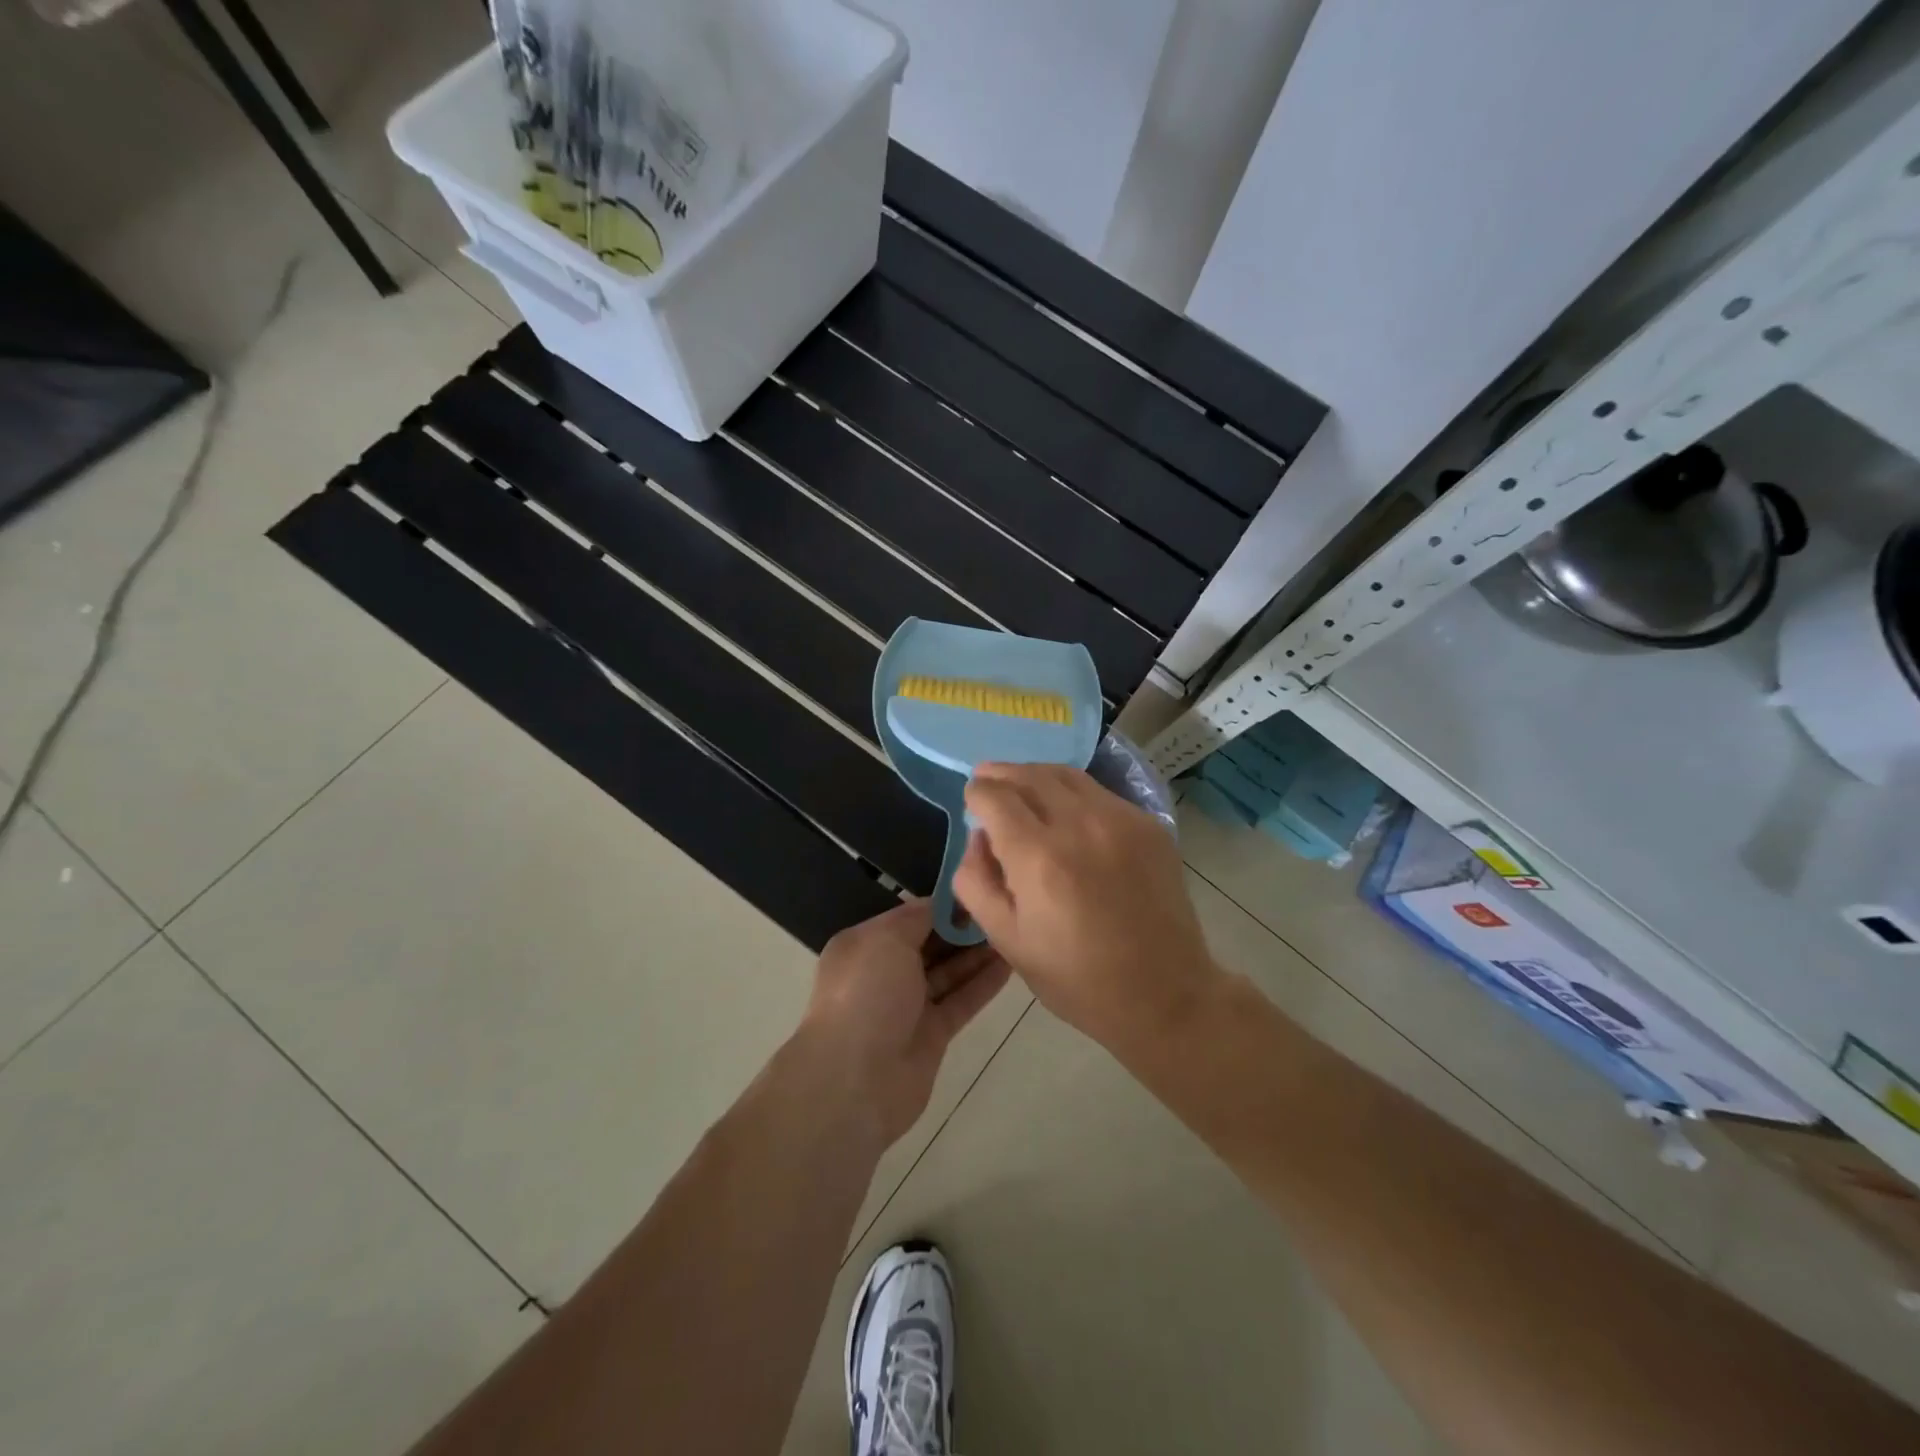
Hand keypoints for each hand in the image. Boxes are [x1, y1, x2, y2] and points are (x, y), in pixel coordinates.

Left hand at [796, 900, 1011, 1146]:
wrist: (854, 1081)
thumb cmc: (865, 995)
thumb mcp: (886, 939)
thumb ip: (917, 917)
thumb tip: (941, 903)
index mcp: (865, 945)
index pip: (910, 916)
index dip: (943, 904)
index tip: (979, 889)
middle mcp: (884, 972)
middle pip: (931, 944)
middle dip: (963, 927)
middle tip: (1004, 908)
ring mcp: (909, 1006)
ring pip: (949, 972)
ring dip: (978, 953)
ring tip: (1014, 930)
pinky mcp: (932, 1034)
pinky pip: (961, 1001)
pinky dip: (983, 983)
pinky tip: (1011, 964)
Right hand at [953, 763, 1222, 1055]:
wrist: (1164, 993)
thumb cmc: (1076, 978)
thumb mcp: (1006, 940)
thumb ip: (977, 882)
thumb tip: (978, 837)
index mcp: (1038, 857)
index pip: (995, 797)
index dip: (976, 793)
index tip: (972, 799)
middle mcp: (1079, 824)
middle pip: (1029, 776)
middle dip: (1001, 773)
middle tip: (987, 777)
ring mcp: (1120, 819)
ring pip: (1066, 775)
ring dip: (1035, 774)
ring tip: (1021, 783)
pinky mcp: (1148, 824)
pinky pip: (1098, 793)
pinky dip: (1071, 792)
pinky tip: (1065, 809)